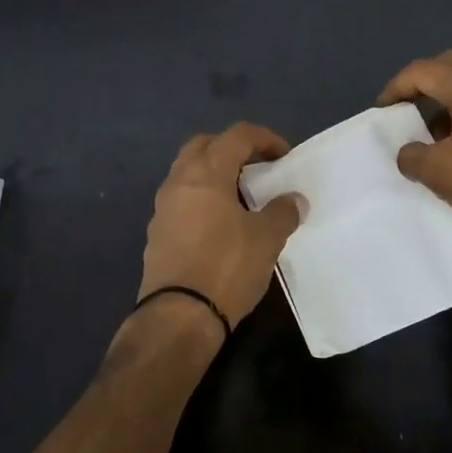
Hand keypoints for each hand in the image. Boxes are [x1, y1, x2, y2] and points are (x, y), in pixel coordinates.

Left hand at [136, 123, 305, 335]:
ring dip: (214, 175)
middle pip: (203, 146)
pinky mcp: (157, 234)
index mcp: (206, 174)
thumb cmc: (226, 267)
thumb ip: (282, 212)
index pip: (236, 136)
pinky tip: (220, 226)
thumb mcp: (267, 239)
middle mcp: (178, 182)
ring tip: (241, 199)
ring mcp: (163, 208)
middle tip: (256, 169)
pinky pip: (181, 201)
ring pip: (187, 173)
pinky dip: (201, 200)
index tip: (284, 157)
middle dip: (231, 149)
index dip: (264, 139)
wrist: (179, 316)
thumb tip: (294, 200)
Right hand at [377, 51, 451, 262]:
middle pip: (451, 67)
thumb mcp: (439, 173)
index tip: (381, 111)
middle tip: (403, 108)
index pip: (424, 71)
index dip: (396, 86)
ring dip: (443, 103)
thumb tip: (409, 152)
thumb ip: (412, 156)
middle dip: (421, 83)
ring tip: (427, 137)